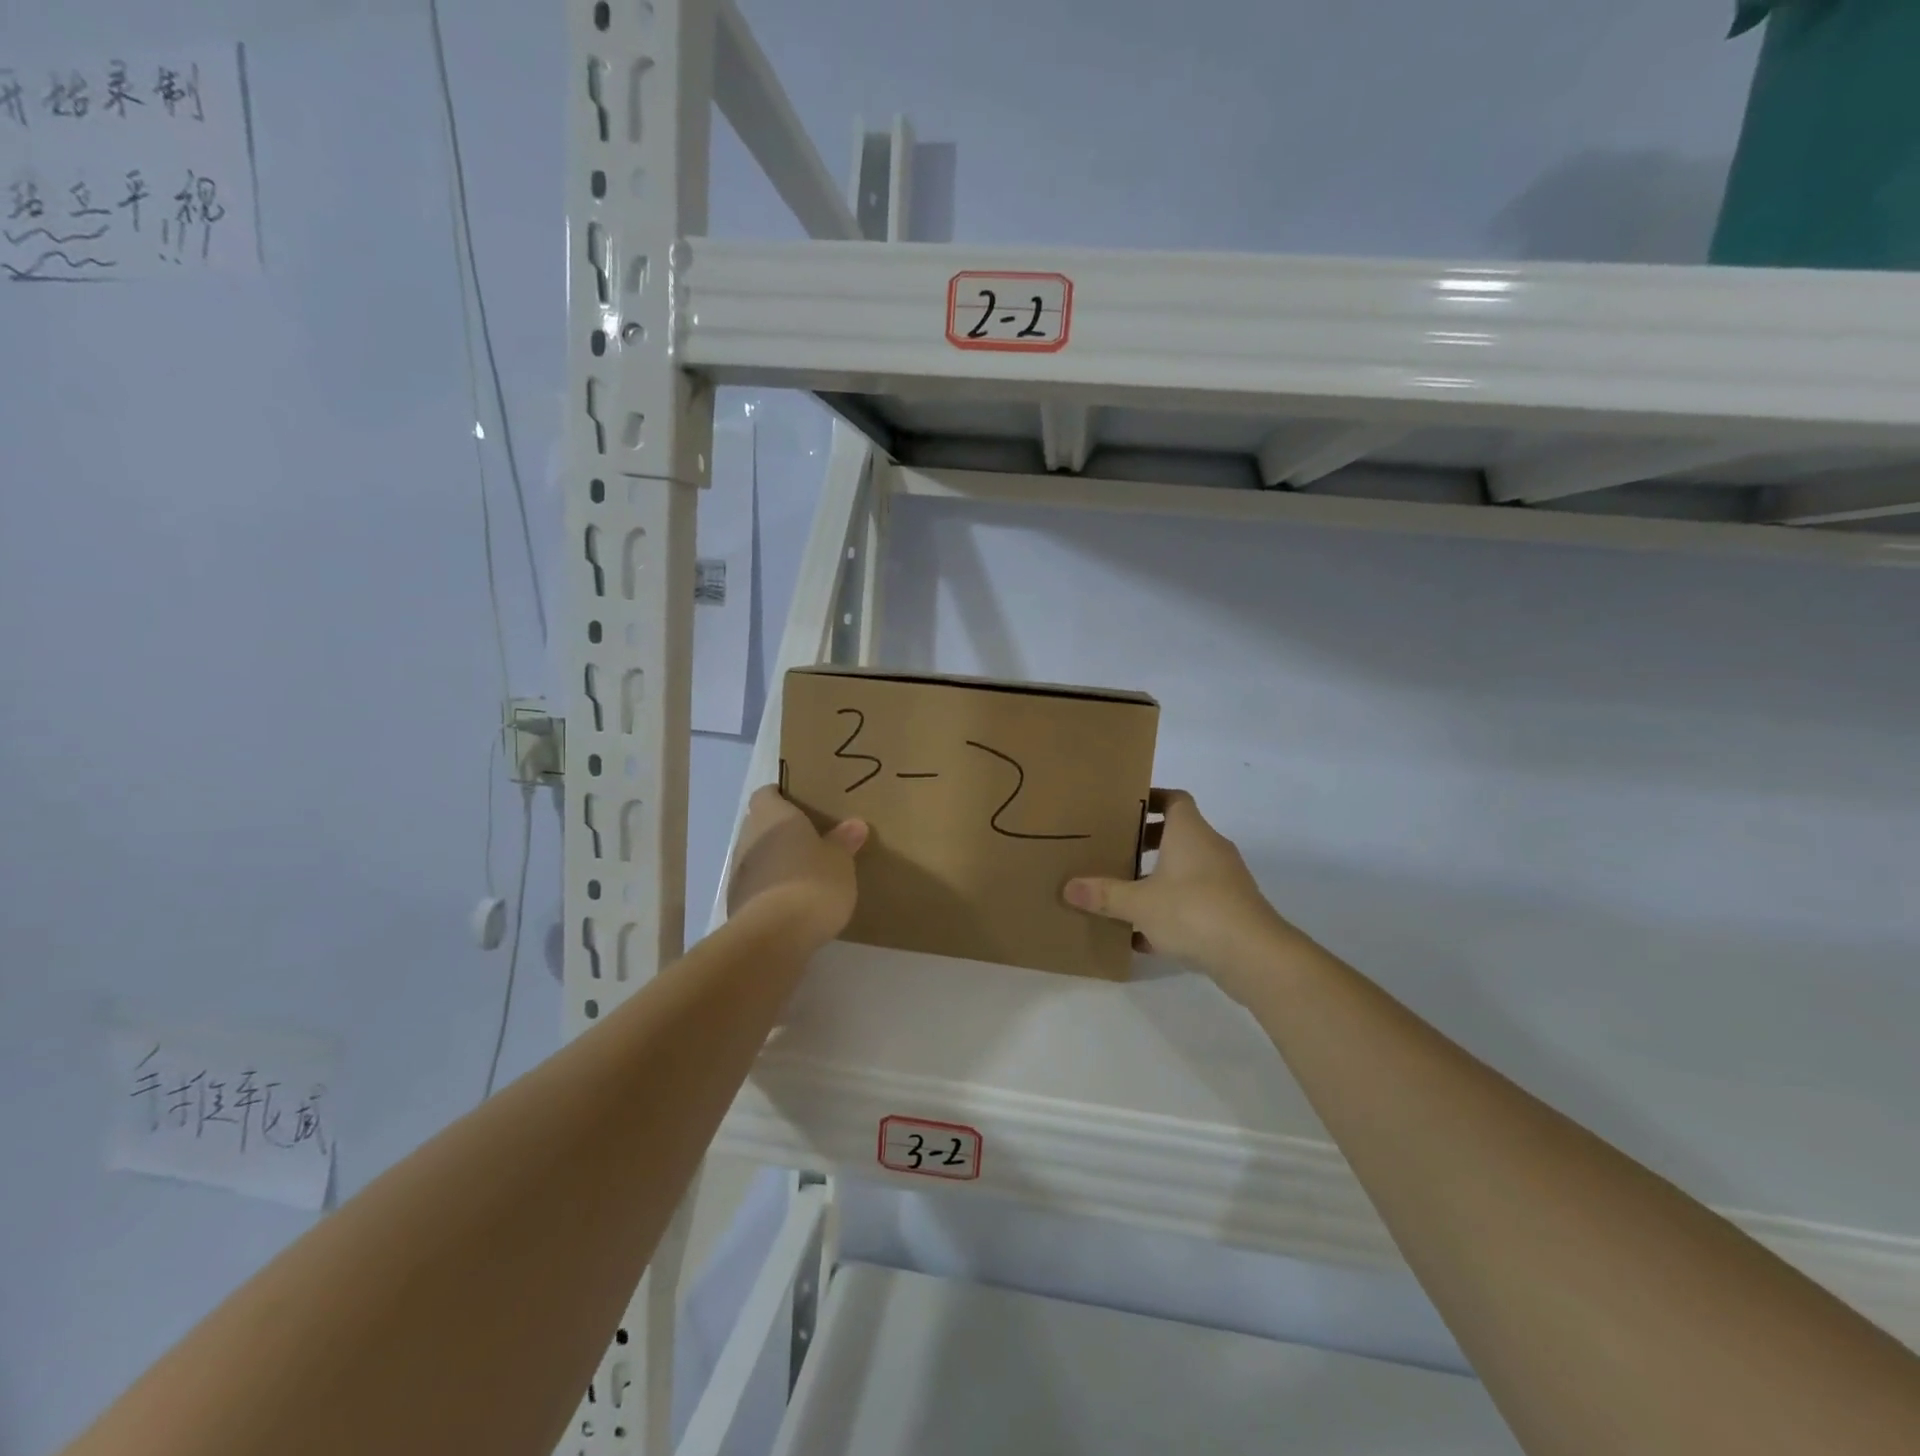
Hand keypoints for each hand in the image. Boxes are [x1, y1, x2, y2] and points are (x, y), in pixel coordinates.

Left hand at [726, 786, 866, 948]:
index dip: (781, 796)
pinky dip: (771, 889)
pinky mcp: (736, 903)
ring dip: (775, 862)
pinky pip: (757, 886)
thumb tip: (855, 824)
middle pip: (760, 825)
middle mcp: (748, 837)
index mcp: (772, 816)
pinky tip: (793, 903)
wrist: (775, 935)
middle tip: (811, 839)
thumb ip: (844, 841)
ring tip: (804, 873)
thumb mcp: (840, 860)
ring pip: (757, 857)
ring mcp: (738, 872)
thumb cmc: (812, 882)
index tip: (802, 804)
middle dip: (781, 831)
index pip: (767, 794)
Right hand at [1063, 788, 1303, 999]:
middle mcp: (1210, 849)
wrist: (1254, 955)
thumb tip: (1068, 887)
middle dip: (1146, 843)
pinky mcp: (1231, 910)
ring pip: (1186, 870)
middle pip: (1177, 835)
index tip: (1125, 807)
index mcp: (1190, 833)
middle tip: (1116, 851)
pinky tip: (1144, 936)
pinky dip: (1172, 911)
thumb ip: (1104, 894)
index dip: (1152, 798)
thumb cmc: (1193, 911)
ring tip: (1125, 893)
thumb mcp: (1139, 903)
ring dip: (1158, 879)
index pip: (1174, 800)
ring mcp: (1225, 881)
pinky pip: (1195, 901)